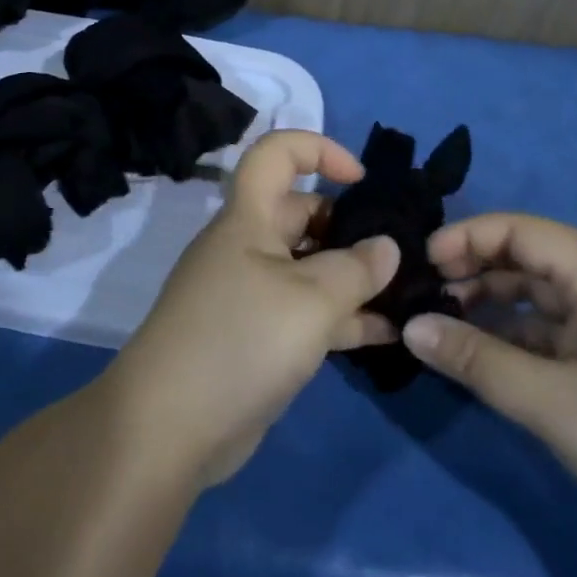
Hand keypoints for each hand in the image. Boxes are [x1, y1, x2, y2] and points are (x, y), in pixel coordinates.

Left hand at [108, 131, 401, 487]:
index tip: (362, 179)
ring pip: (309, 268)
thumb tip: (386, 246)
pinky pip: (306, 313)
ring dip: (353, 278)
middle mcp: (246, 246)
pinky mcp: (256, 336)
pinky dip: (342, 319)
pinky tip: (386, 335)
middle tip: (402, 254)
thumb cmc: (240, 341)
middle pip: (301, 213)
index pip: (275, 154)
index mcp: (247, 218)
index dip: (318, 149)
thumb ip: (354, 269)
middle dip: (350, 226)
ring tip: (407, 294)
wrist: (170, 427)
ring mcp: (250, 293)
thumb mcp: (309, 301)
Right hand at [401, 213, 576, 558]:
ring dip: (492, 304)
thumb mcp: (552, 402)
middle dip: (477, 267)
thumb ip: (476, 360)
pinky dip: (514, 338)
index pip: (528, 232)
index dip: (472, 236)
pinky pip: (553, 335)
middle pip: (533, 261)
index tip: (426, 259)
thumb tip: (411, 327)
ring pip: (541, 300)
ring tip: (445, 321)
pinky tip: (484, 356)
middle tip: (426, 289)